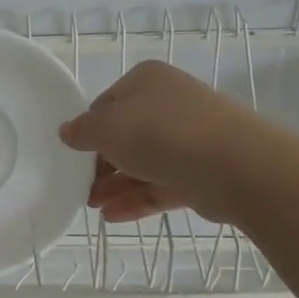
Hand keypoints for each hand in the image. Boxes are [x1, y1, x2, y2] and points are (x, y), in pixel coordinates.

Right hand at [58, 61, 261, 224]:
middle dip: (101, 163)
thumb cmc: (157, 132)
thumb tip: (68, 131)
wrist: (230, 163)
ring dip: (115, 185)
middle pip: (127, 135)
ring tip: (92, 207)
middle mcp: (169, 103)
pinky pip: (162, 184)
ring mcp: (189, 138)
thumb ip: (82, 131)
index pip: (107, 103)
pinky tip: (113, 216)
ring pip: (144, 162)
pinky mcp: (202, 172)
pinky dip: (137, 198)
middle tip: (81, 186)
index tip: (74, 154)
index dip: (89, 128)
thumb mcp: (105, 127)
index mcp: (146, 81)